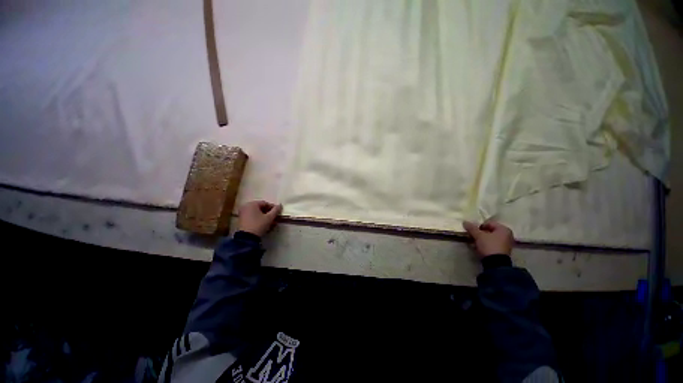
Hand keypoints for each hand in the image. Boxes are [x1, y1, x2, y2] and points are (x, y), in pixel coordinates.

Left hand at [238, 200, 282, 236]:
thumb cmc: (259, 225)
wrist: (246, 238)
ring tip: (271, 223)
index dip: (273, 208)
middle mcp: (246, 206)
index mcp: (252, 204)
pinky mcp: (241, 220)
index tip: (278, 213)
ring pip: (257, 213)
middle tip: (275, 218)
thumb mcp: (269, 218)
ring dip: (265, 217)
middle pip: (261, 208)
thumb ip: (276, 210)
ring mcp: (242, 213)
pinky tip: (264, 225)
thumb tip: (280, 205)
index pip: (265, 203)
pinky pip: (252, 217)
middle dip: (269, 213)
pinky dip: (259, 219)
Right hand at [463, 219, 514, 257]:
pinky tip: (478, 247)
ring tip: (473, 242)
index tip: (472, 231)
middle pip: (489, 231)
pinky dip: (485, 245)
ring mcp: (505, 244)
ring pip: (490, 238)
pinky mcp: (502, 252)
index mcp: (504, 229)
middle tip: (472, 236)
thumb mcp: (478, 235)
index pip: (488, 223)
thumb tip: (465, 222)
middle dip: (479, 233)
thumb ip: (472, 228)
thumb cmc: (489, 245)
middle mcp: (507, 235)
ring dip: (481, 239)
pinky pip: (492, 244)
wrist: (496, 264)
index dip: (479, 226)